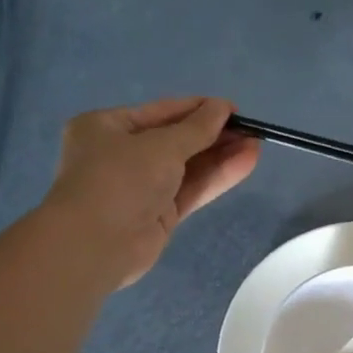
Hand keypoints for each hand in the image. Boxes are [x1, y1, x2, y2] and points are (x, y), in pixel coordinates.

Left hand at [45, 96, 260, 288]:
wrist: (96, 244)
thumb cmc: (120, 179)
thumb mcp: (162, 145)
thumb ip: (197, 128)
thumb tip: (223, 108)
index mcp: (107, 127)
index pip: (161, 112)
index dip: (198, 109)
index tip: (234, 110)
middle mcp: (121, 154)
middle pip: (176, 140)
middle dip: (214, 135)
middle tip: (251, 129)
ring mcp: (141, 186)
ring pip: (187, 166)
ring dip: (221, 155)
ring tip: (256, 144)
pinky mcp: (159, 214)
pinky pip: (191, 189)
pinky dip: (217, 177)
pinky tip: (246, 163)